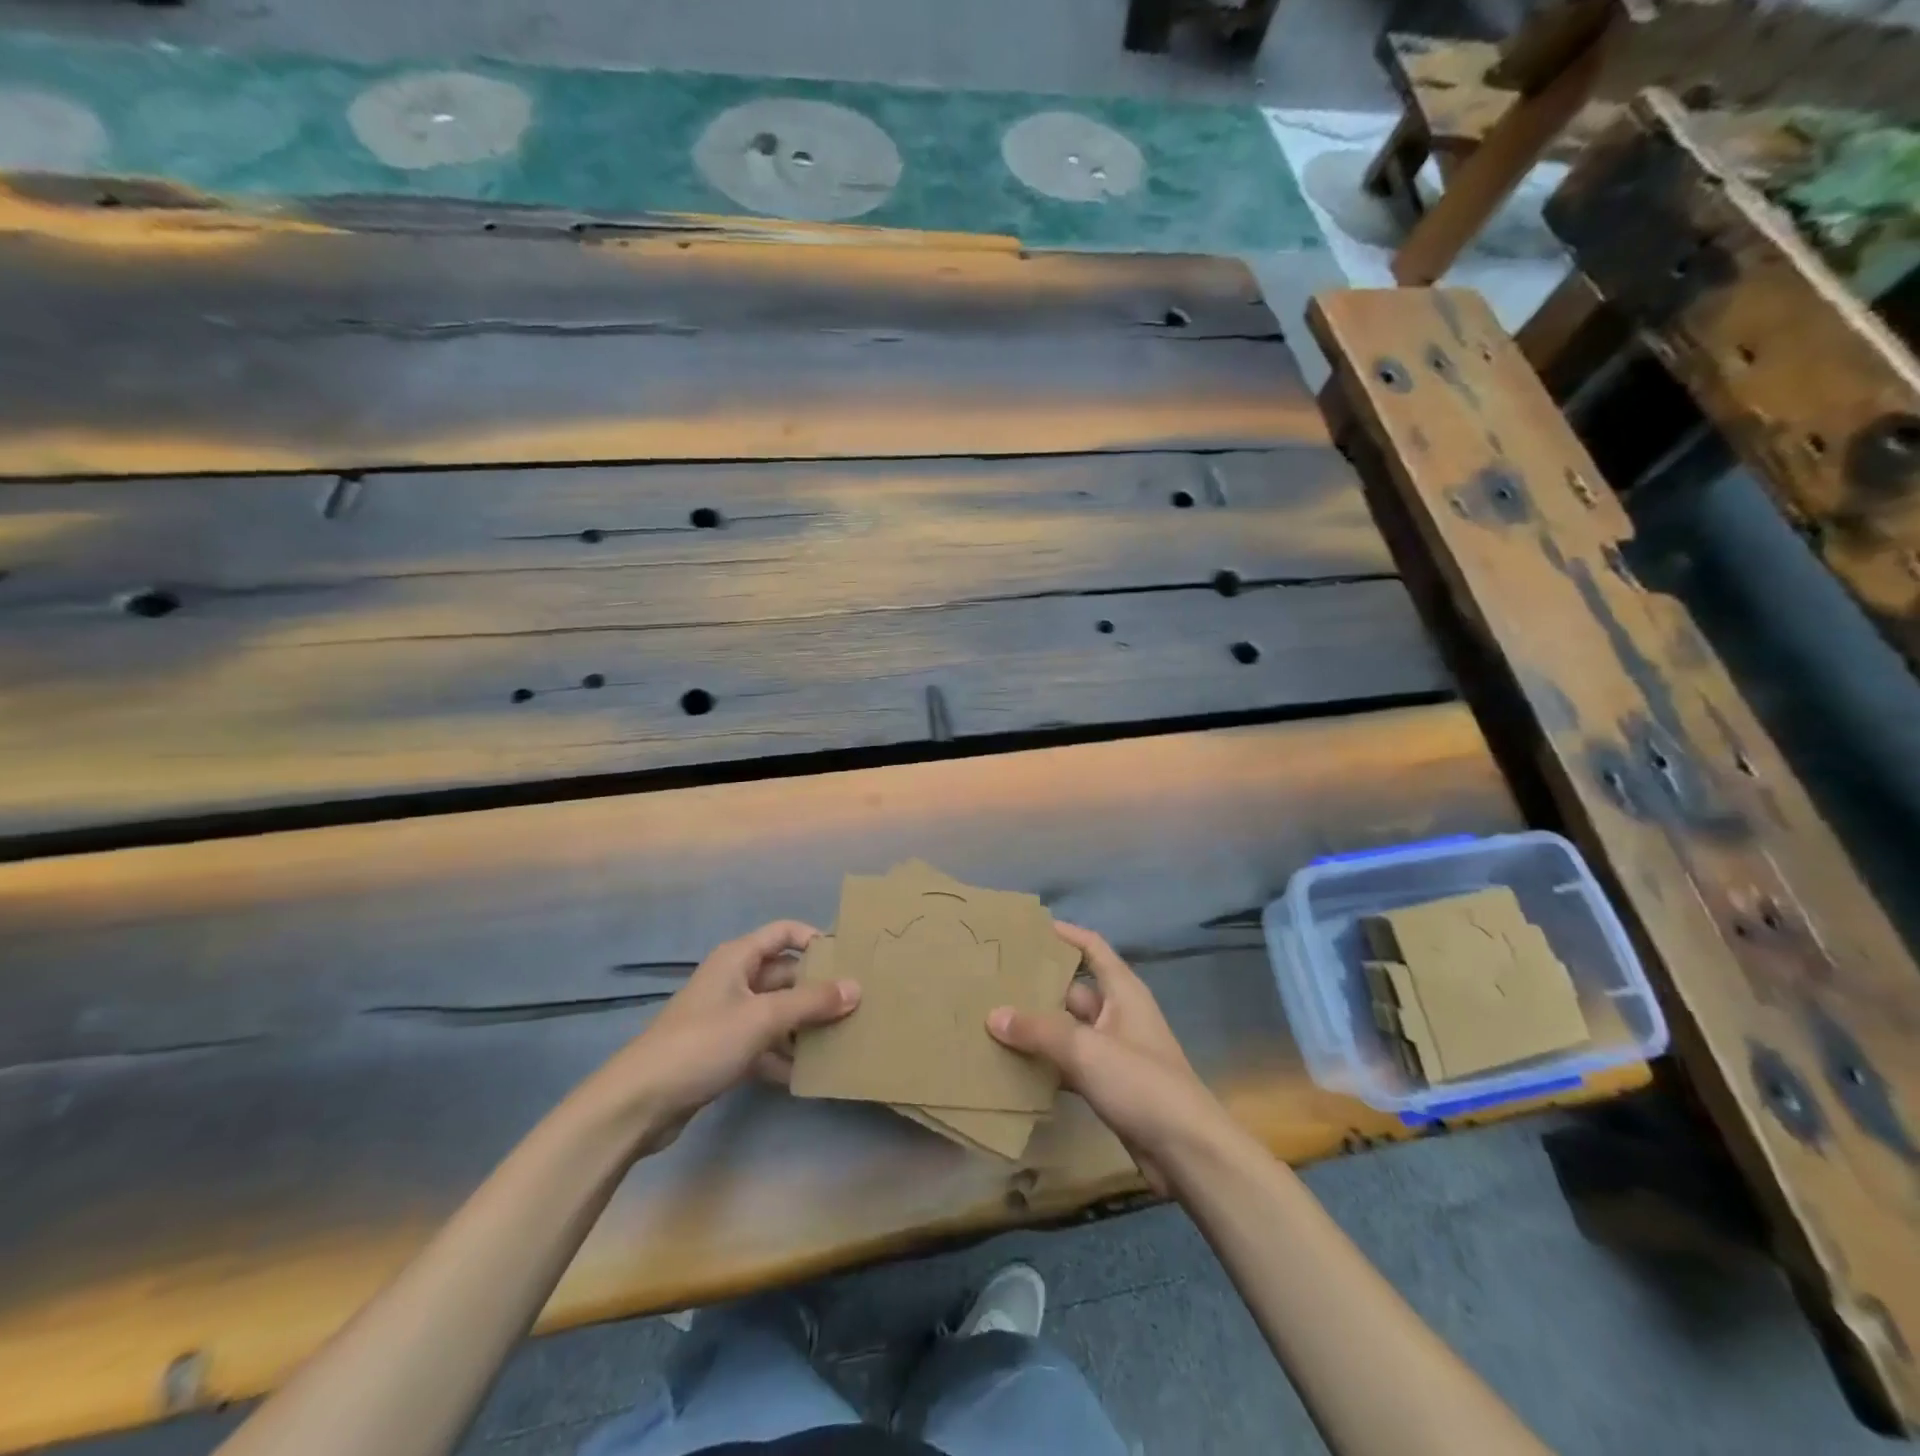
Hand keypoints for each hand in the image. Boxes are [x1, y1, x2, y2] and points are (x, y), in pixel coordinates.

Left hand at [586, 920, 858, 1153]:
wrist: (639, 1103)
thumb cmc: (702, 1043)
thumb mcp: (762, 1018)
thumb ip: (811, 1002)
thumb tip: (857, 988)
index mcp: (738, 958)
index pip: (785, 932)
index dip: (816, 939)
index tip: (850, 959)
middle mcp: (736, 981)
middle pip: (786, 975)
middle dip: (819, 990)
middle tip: (859, 1005)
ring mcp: (730, 1018)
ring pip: (779, 1013)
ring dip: (806, 1026)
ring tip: (844, 1039)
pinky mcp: (725, 1052)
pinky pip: (766, 1045)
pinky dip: (786, 1056)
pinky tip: (812, 1074)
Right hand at [988, 922, 1228, 1194]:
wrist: (1187, 1152)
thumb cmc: (1142, 1083)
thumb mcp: (1086, 1050)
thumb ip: (1039, 1031)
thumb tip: (993, 1014)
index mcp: (1123, 992)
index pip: (1092, 947)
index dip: (1065, 934)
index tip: (1027, 928)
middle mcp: (1118, 1014)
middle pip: (1073, 989)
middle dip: (1038, 984)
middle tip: (994, 978)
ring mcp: (1113, 1050)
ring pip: (1068, 1029)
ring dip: (1038, 1027)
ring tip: (993, 1017)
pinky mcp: (1108, 1084)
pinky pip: (1069, 1063)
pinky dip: (1046, 1062)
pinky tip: (1013, 1064)